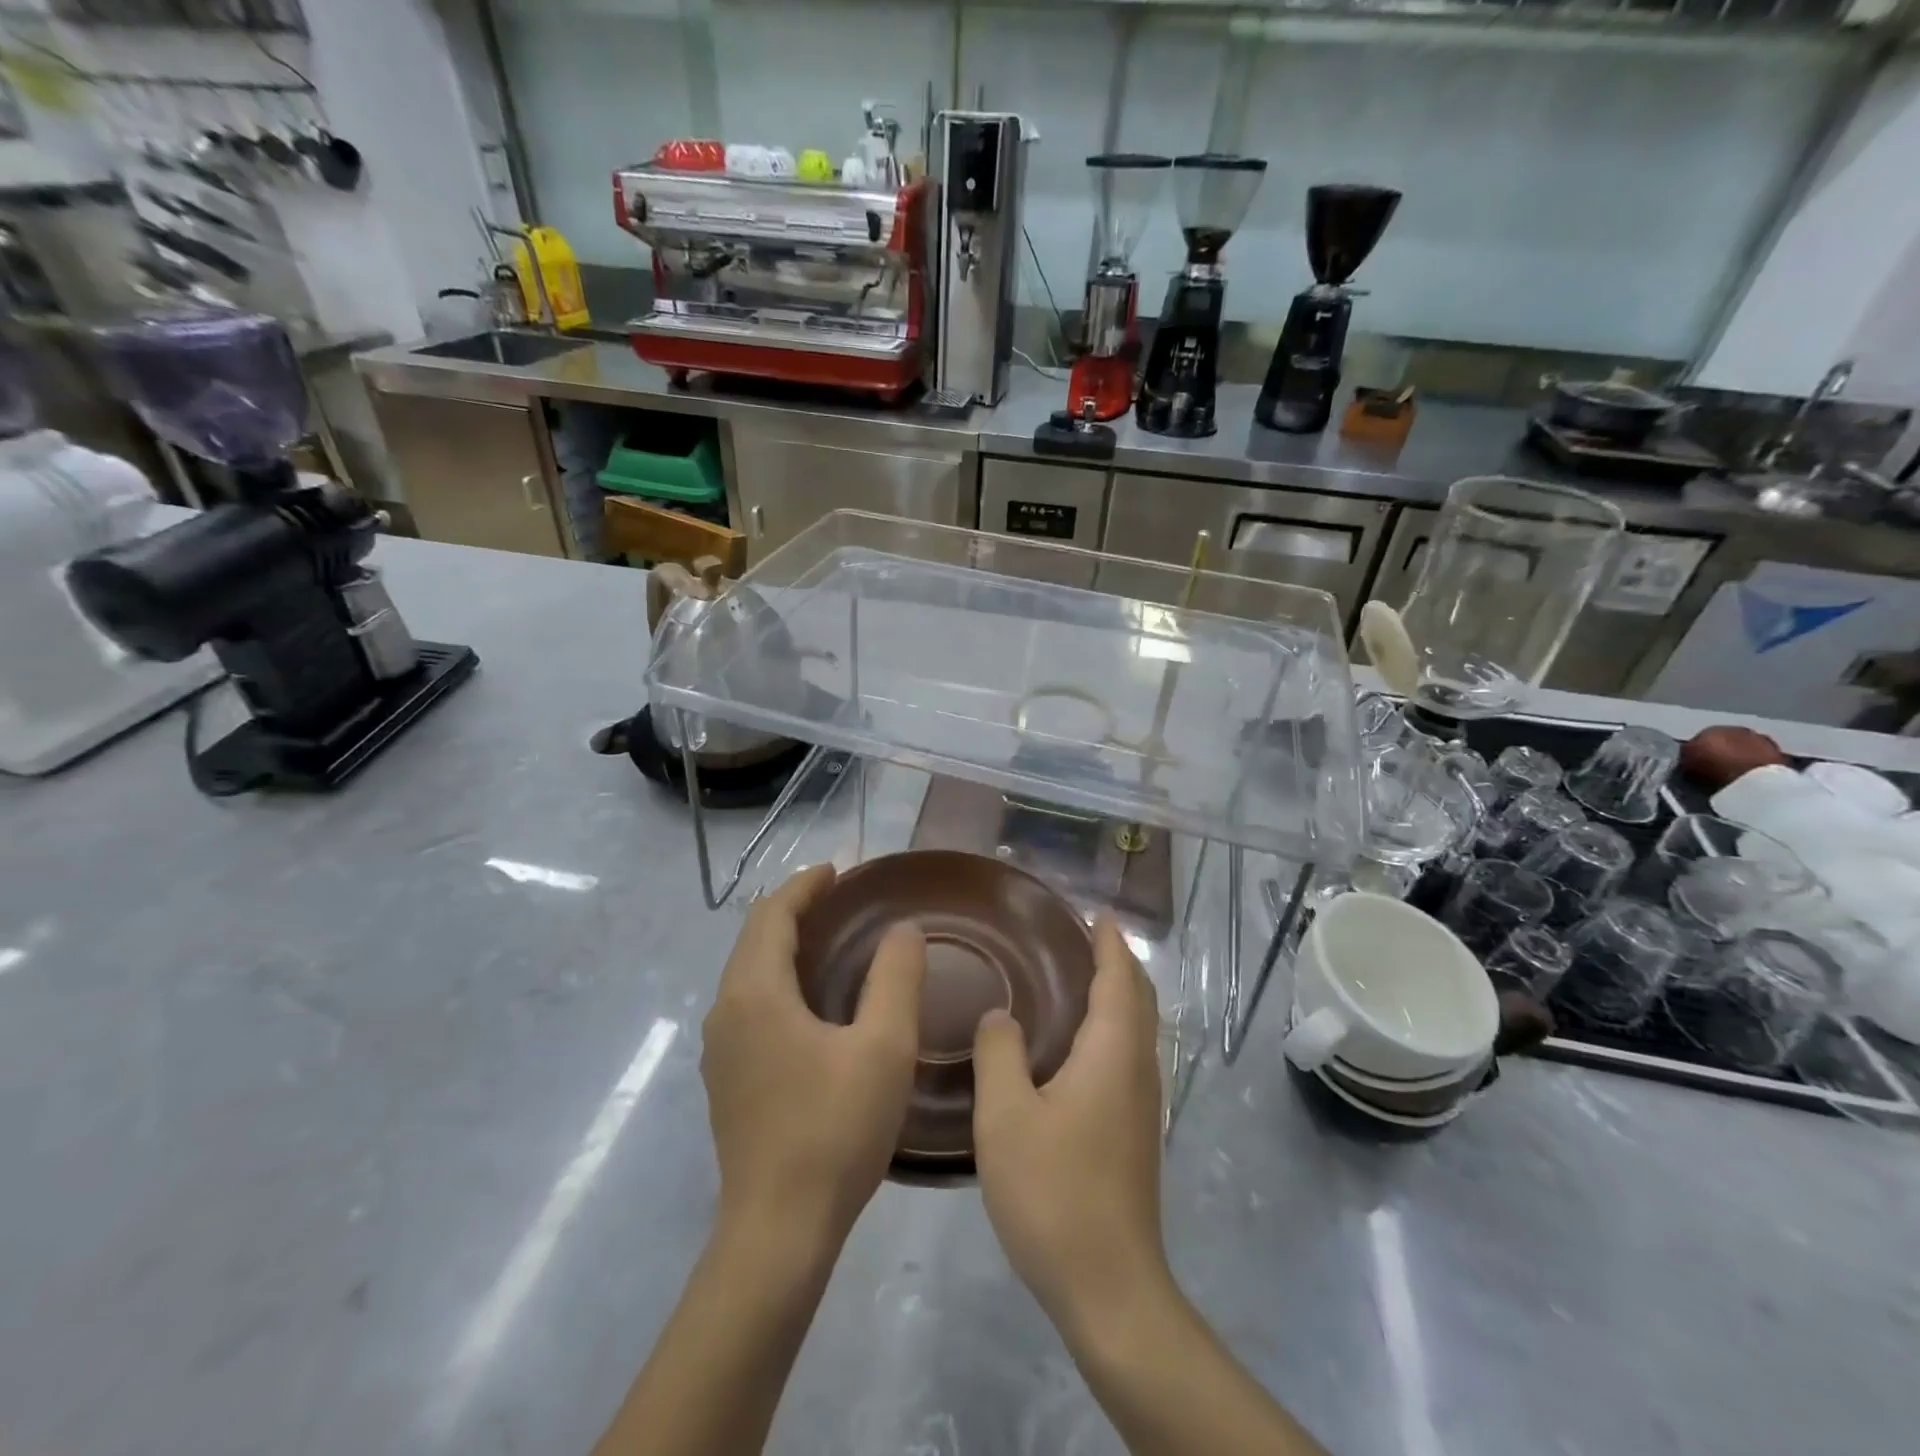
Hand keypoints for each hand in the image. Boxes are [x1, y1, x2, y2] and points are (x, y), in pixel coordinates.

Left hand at [701, 864, 924, 1249]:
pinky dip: (777, 980)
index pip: (771, 914)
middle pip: (754, 938)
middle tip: (841, 898)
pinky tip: (812, 1002)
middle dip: (794, 909)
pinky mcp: (727, 1078)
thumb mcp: (883, 1047)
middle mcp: (726, 1011)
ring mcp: (721, 1049)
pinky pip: (749, 1004)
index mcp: (755, 992)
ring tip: (830, 940)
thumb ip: (896, 978)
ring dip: (784, 945)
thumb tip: (903, 930)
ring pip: (748, 973)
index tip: (839, 870)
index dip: (804, 885)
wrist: (778, 1231)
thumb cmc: (834, 1129)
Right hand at [972, 916, 1170, 1336]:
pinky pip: (1128, 1056)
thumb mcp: (1007, 1116)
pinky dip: (1111, 1028)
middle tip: (1084, 936)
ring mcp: (1143, 1104)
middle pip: (1138, 998)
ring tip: (1078, 978)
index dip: (1108, 942)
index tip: (1097, 912)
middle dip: (1118, 962)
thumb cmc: (1054, 1191)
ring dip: (1117, 995)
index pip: (1118, 978)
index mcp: (1112, 1053)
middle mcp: (1138, 1069)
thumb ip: (1000, 1053)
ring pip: (1137, 1029)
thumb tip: (1000, 1014)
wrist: (1110, 1288)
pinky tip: (1076, 1045)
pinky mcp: (1136, 1132)